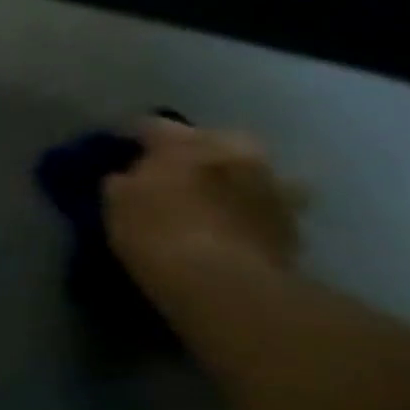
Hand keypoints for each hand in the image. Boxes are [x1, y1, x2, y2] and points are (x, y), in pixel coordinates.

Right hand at [104, 118, 299, 291]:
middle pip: (211, 139)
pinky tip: (233, 223)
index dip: (132, 136)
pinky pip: (264, 203)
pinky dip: (249, 207)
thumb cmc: (156, 234)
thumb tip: (129, 176)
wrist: (223, 283)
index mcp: (187, 143)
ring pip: (247, 169)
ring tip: (211, 196)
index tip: (119, 147)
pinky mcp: (292, 221)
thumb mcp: (117, 204)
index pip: (152, 126)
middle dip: (193, 150)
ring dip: (231, 177)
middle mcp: (235, 152)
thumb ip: (123, 181)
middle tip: (170, 170)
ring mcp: (272, 184)